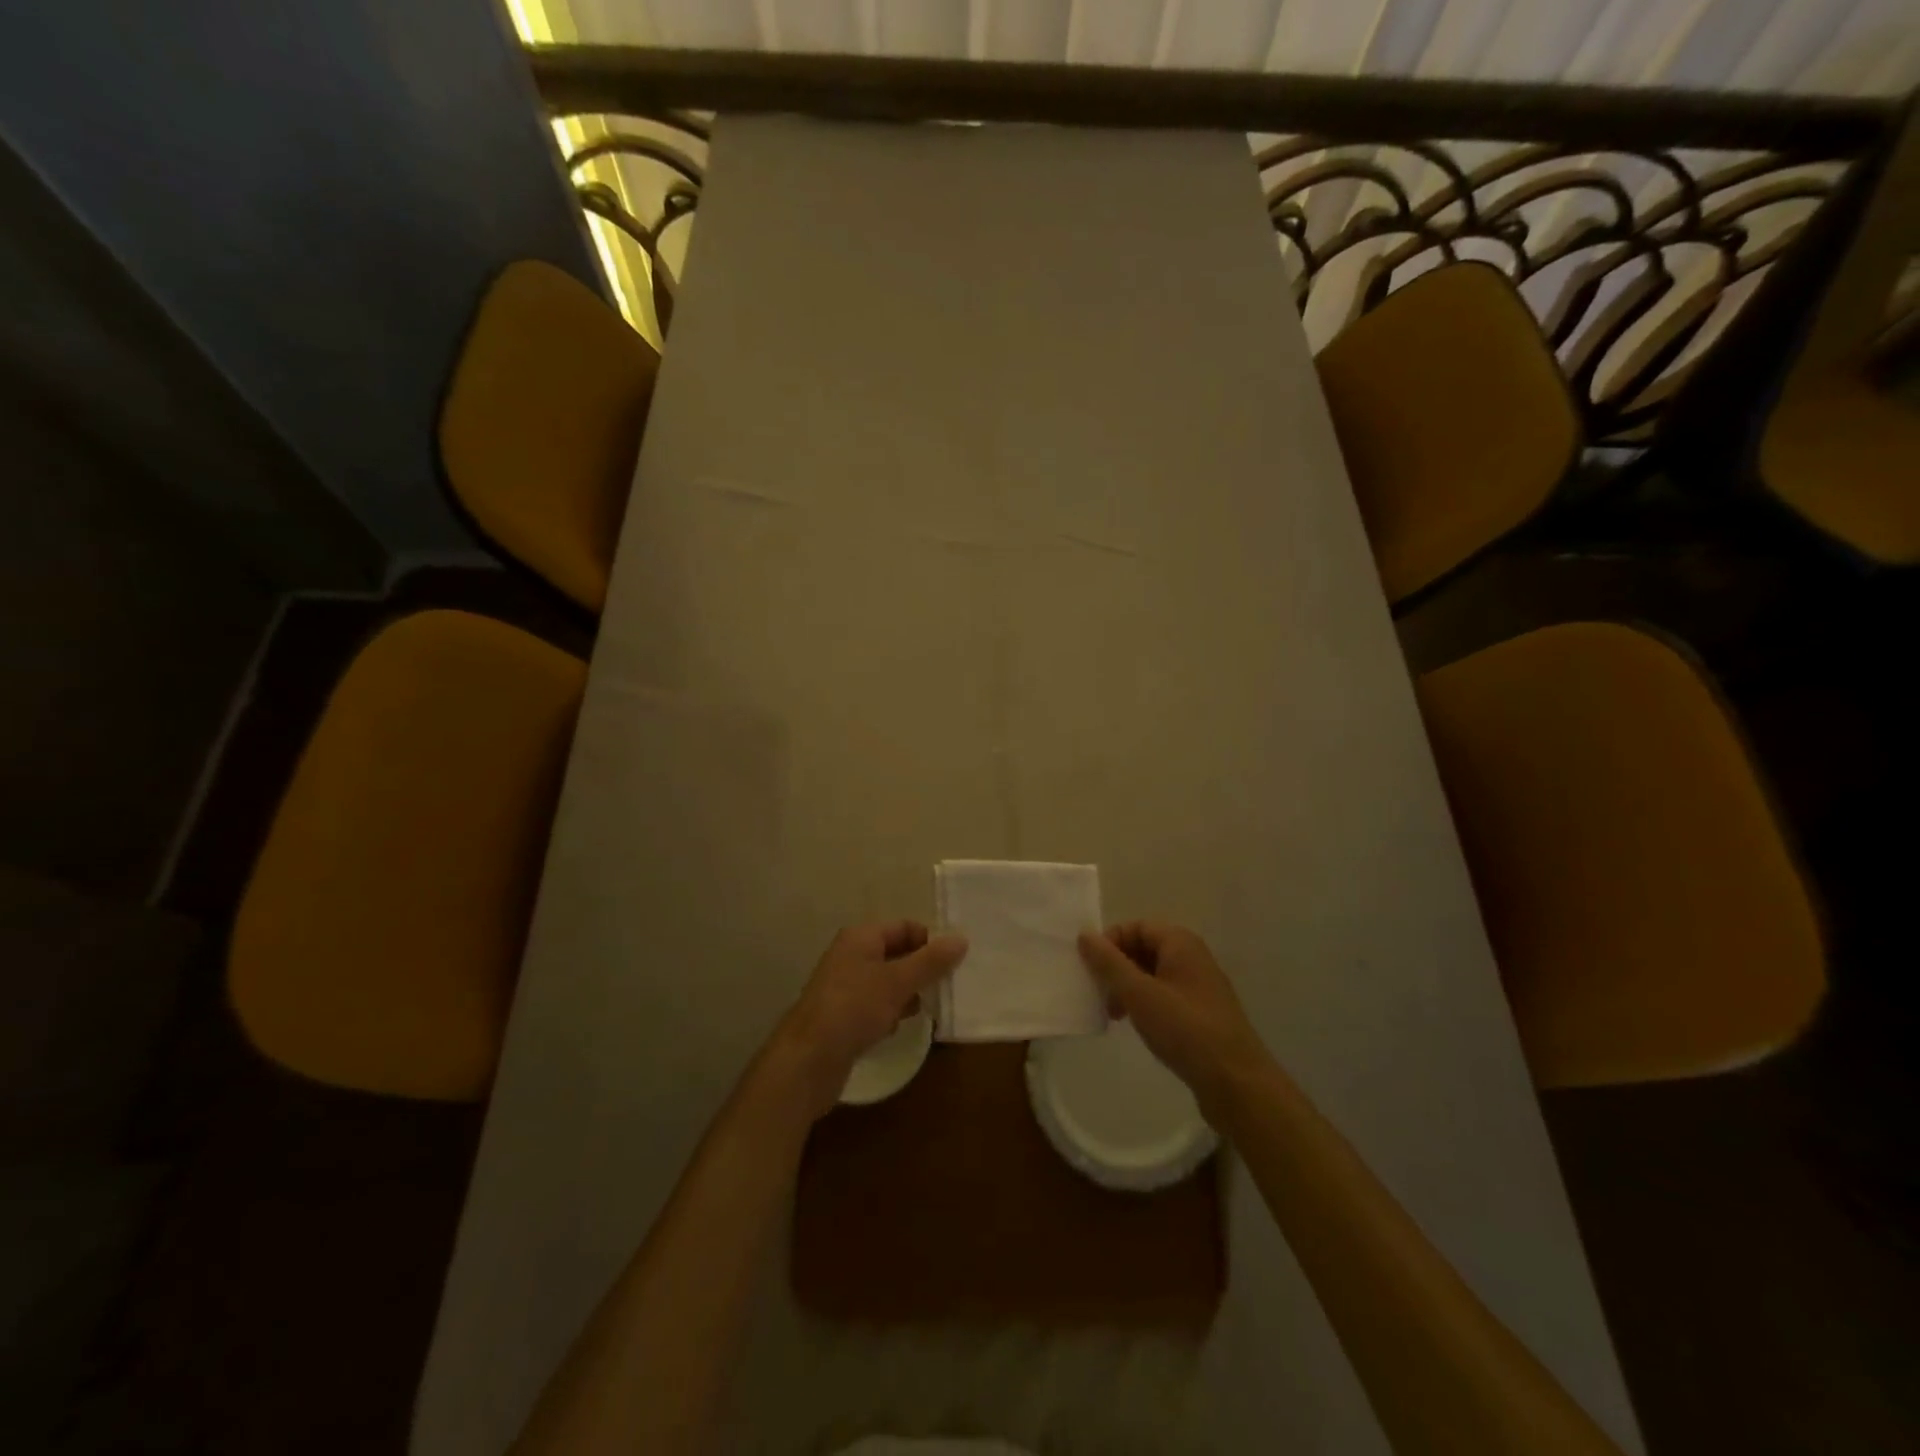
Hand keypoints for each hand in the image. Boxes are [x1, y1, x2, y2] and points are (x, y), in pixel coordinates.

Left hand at [774, 921, 967, 1117]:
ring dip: (909, 993)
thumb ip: (930, 962)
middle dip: (922, 969)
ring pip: (888, 982)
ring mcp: (845, 987)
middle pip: (896, 953)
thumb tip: (961, 939)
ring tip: (930, 1008)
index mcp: (861, 938)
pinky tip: (899, 1027)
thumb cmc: (853, 1009)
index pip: (904, 927)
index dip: (929, 941)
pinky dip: (891, 1012)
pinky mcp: (844, 1016)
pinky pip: (876, 1005)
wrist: (807, 1060)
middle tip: (949, 986)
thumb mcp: (897, 982)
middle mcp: (851, 956)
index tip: (955, 962)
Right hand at [1077, 923, 1273, 1125]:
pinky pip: (1164, 995)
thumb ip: (1109, 963)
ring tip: (1114, 1014)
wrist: (1236, 1082)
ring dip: (1128, 988)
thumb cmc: (1185, 1029)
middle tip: (1100, 995)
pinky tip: (1136, 1025)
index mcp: (1180, 943)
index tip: (1092, 970)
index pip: (1136, 926)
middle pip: (1143, 948)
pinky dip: (1144, 1003)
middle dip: (1116, 967)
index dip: (1110, 942)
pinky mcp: (1201, 1013)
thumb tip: (1084, 935)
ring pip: (1152, 974)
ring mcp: (1199, 986)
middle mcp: (1192, 957)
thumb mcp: (1139, 994)